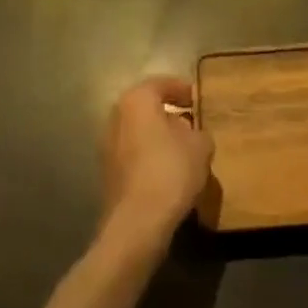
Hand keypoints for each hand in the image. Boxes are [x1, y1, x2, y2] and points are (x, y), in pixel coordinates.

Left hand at [98, 76, 213, 250]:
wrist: (137, 224)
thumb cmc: (170, 171)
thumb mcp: (200, 145)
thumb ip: (198, 131)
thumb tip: (191, 133)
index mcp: (136, 100)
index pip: (161, 84)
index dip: (182, 90)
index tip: (198, 99)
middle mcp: (116, 117)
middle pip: (146, 108)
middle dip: (168, 115)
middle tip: (191, 124)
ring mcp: (107, 147)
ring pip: (138, 133)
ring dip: (158, 138)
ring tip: (183, 152)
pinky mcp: (107, 175)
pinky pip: (133, 156)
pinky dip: (149, 158)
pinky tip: (168, 173)